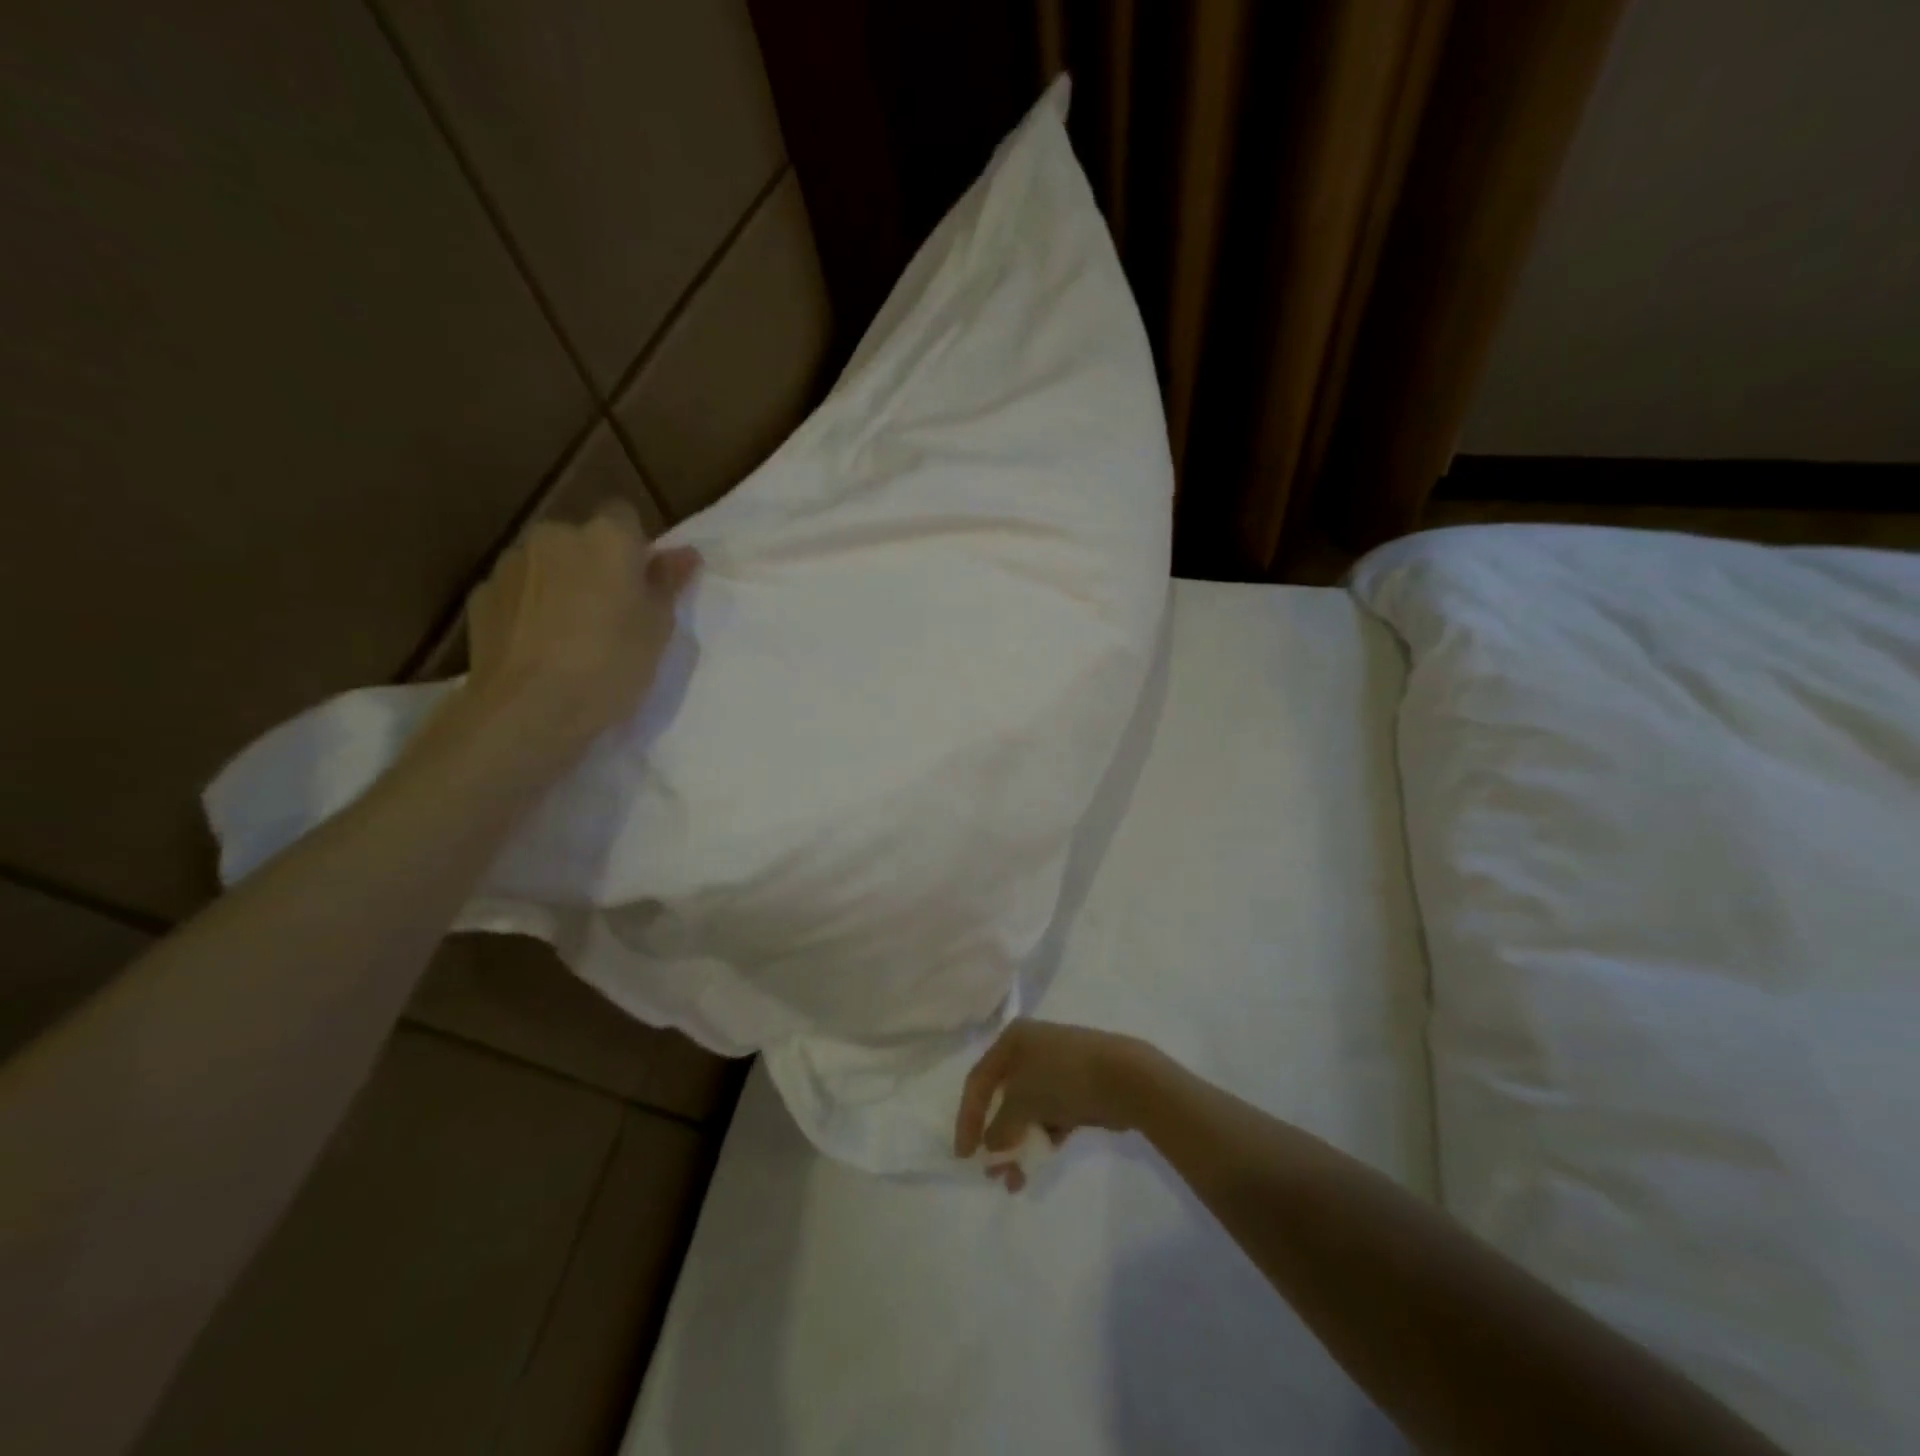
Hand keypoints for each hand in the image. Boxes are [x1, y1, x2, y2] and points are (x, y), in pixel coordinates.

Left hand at [464, 501, 699, 752]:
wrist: (529, 709)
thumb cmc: (610, 664)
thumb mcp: (657, 628)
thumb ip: (668, 582)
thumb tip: (685, 553)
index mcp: (606, 538)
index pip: (625, 516)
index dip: (636, 547)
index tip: (642, 584)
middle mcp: (555, 536)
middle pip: (582, 540)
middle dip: (595, 566)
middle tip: (613, 614)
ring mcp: (511, 564)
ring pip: (547, 565)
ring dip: (561, 586)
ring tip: (572, 636)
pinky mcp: (481, 595)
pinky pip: (518, 593)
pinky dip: (530, 609)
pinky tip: (540, 647)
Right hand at [955, 1019, 1160, 1190]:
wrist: (1123, 1077)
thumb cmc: (1062, 1078)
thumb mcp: (1021, 1101)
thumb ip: (1000, 1127)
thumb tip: (993, 1147)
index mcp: (1012, 1040)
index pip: (978, 1081)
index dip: (967, 1118)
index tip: (964, 1155)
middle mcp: (1030, 1049)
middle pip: (1002, 1098)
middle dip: (996, 1138)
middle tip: (993, 1172)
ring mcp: (1055, 1069)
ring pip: (1026, 1111)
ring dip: (1018, 1145)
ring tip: (1017, 1179)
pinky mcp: (1075, 1089)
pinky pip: (1049, 1116)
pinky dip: (1042, 1139)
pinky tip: (1041, 1161)